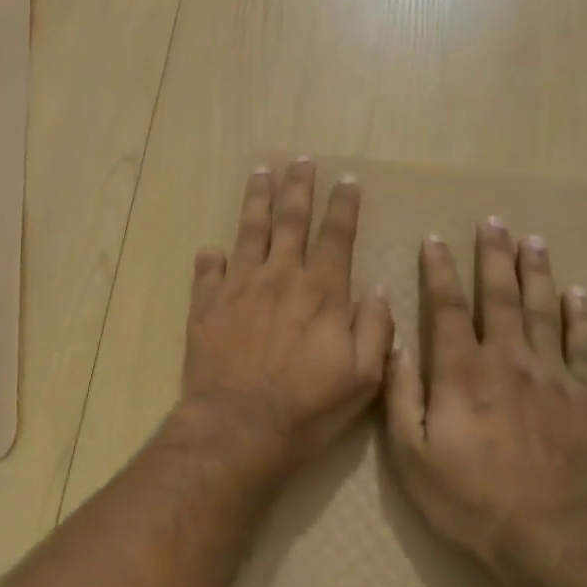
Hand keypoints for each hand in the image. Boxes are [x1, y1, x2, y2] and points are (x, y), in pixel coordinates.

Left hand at [180, 160, 394, 472]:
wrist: (238, 426)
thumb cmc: (307, 407)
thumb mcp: (363, 378)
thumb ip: (375, 329)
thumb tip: (379, 290)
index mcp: (321, 291)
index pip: (337, 235)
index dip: (343, 205)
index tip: (347, 180)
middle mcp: (280, 277)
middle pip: (291, 220)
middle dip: (298, 187)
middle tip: (301, 160)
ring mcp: (239, 287)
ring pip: (249, 231)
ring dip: (257, 200)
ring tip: (261, 172)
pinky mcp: (206, 306)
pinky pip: (208, 271)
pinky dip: (211, 257)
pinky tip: (213, 247)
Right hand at [383, 222, 586, 569]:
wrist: (547, 538)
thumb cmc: (467, 498)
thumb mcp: (411, 454)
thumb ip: (401, 394)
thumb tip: (394, 343)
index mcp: (460, 372)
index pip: (446, 307)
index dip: (438, 271)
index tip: (434, 240)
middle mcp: (507, 361)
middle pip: (498, 297)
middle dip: (493, 257)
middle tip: (493, 222)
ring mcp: (552, 376)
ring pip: (543, 311)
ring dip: (536, 273)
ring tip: (533, 241)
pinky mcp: (586, 397)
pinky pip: (584, 347)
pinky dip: (581, 317)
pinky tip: (578, 294)